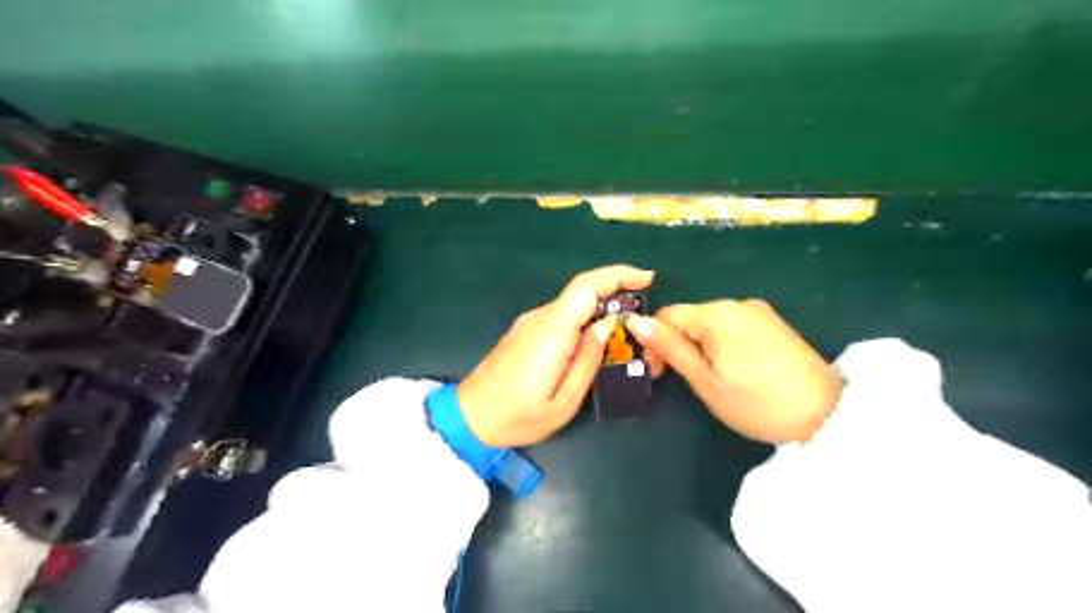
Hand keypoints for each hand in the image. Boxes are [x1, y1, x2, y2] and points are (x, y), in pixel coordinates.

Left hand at [458, 264, 650, 444]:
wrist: (470, 418)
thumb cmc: (519, 416)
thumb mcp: (565, 401)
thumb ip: (589, 360)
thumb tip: (608, 325)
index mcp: (552, 332)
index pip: (586, 287)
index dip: (618, 275)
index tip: (647, 279)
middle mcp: (540, 318)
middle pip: (582, 291)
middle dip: (616, 292)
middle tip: (641, 316)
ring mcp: (530, 322)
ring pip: (572, 304)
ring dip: (600, 308)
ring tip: (623, 334)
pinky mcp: (525, 330)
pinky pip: (561, 316)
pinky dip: (583, 319)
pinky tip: (593, 341)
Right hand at [627, 300, 838, 442]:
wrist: (826, 414)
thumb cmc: (757, 403)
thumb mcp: (704, 380)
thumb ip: (670, 348)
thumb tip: (636, 321)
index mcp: (717, 314)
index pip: (667, 316)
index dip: (654, 342)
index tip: (657, 373)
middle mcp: (737, 303)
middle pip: (690, 317)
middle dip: (679, 344)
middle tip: (684, 379)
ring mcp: (758, 311)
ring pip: (711, 323)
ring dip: (700, 345)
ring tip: (711, 378)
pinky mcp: (773, 322)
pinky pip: (733, 326)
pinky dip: (722, 343)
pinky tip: (734, 368)